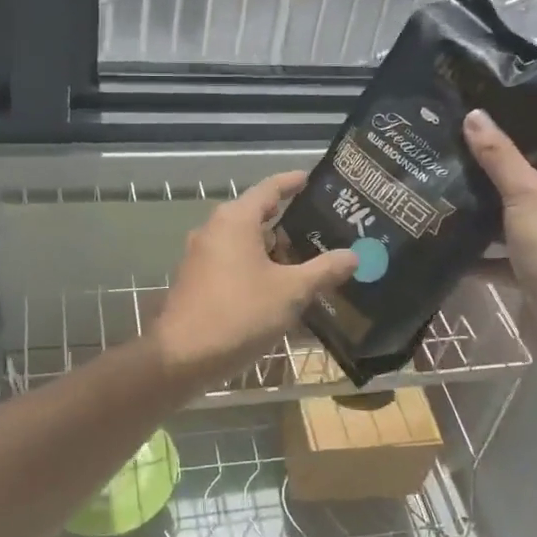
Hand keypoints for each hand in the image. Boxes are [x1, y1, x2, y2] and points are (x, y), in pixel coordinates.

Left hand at [154, 171, 358, 385]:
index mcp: (235, 219)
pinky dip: (258, 267)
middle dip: (289, 221)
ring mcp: (202, 256)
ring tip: (309, 259)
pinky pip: (234, 263)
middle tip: (323, 227)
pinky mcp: (197, 281)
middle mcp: (214, 229)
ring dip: (274, 249)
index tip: (314, 179)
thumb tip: (353, 255)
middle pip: (257, 215)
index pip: (270, 188)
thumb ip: (323, 270)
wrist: (182, 357)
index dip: (293, 182)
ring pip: (245, 243)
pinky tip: (280, 287)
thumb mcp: (291, 292)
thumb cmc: (239, 313)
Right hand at [463, 109, 536, 323]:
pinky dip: (484, 255)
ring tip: (447, 195)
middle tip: (456, 160)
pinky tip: (451, 244)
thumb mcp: (525, 193)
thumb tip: (475, 115)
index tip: (483, 132)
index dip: (524, 139)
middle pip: (534, 185)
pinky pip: (507, 257)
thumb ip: (498, 155)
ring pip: (518, 222)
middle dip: (496, 178)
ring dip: (488, 217)